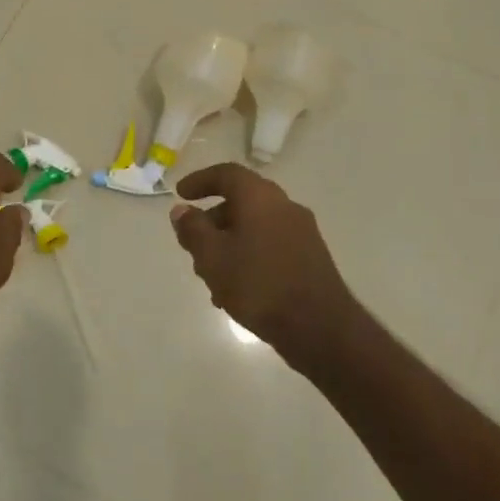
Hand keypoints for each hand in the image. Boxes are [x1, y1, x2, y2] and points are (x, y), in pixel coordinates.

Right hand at [170, 164, 363, 364]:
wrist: (319, 327)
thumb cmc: (258, 285)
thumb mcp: (212, 257)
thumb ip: (193, 229)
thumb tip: (181, 210)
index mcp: (261, 197)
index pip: (227, 174)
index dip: (200, 181)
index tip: (180, 195)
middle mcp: (285, 206)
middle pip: (241, 202)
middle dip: (212, 221)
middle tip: (192, 244)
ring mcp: (302, 232)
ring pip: (254, 227)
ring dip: (228, 244)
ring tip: (210, 278)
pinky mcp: (310, 257)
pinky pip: (270, 245)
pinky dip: (248, 256)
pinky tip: (236, 291)